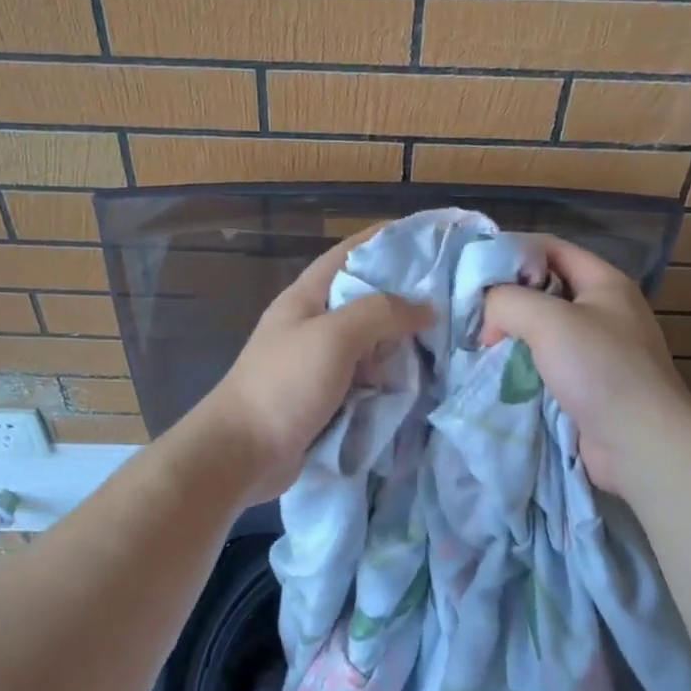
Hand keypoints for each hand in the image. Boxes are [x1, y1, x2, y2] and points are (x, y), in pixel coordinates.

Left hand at [185, 229, 430, 505]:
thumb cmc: (284, 384)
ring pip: (369, 341)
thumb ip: (380, 313)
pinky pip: (366, 377)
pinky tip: (419, 379)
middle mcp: (313, 322)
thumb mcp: (334, 337)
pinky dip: (389, 377)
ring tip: (445, 339)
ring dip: (399, 342)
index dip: (384, 240)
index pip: (349, 253)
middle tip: (450, 297)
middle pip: (365, 298)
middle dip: (403, 297)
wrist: (241, 453)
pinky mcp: (326, 396)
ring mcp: (318, 361)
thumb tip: (425, 306)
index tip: (426, 237)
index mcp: (307, 296)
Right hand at [481, 236, 690, 496]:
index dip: (512, 252)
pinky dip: (521, 364)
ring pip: (542, 328)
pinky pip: (546, 362)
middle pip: (544, 288)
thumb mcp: (548, 320)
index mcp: (604, 282)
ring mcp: (597, 349)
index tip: (473, 271)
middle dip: (506, 297)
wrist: (643, 447)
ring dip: (511, 334)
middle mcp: (603, 310)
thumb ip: (507, 300)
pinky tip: (495, 371)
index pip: (550, 248)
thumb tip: (487, 312)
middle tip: (470, 312)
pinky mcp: (588, 384)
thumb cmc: (601, 370)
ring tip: (477, 342)